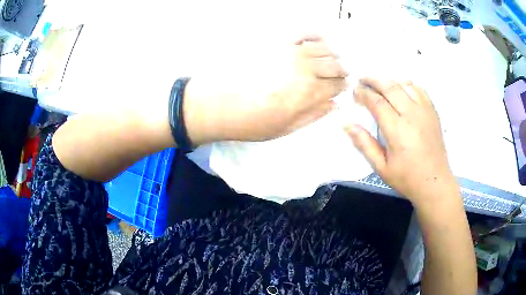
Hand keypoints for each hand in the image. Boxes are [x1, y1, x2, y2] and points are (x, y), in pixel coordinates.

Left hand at [183, 35, 347, 144]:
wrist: (217, 104)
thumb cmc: (251, 122)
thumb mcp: (285, 128)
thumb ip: (313, 115)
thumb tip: (334, 105)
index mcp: (309, 92)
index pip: (337, 85)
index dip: (343, 85)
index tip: (343, 86)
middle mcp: (305, 68)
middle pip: (334, 64)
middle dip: (341, 70)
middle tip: (340, 74)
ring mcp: (290, 51)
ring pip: (323, 47)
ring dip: (332, 53)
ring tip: (330, 58)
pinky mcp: (276, 42)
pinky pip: (302, 32)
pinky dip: (315, 35)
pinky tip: (318, 40)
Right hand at [347, 78, 457, 205]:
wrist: (435, 182)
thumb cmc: (407, 178)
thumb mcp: (381, 167)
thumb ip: (364, 144)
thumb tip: (347, 125)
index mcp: (397, 130)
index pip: (376, 102)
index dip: (363, 93)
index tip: (355, 91)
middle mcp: (412, 115)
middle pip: (390, 86)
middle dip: (373, 79)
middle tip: (362, 80)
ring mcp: (425, 111)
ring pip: (405, 83)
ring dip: (389, 80)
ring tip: (379, 83)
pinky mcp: (433, 111)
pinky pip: (419, 89)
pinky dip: (407, 84)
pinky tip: (400, 88)